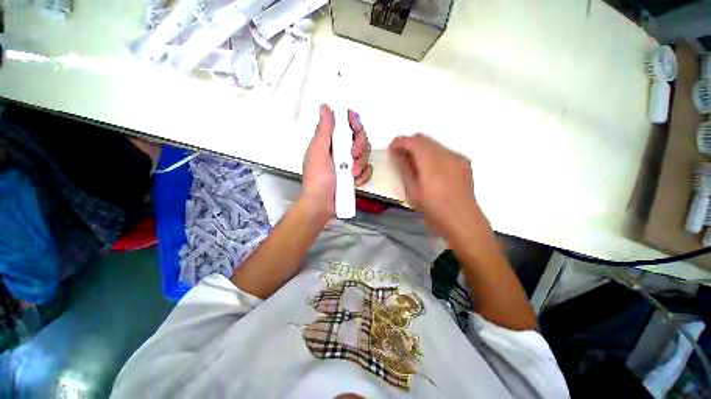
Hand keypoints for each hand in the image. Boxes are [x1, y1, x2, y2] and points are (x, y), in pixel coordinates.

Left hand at [302, 104, 372, 218]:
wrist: (321, 205)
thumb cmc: (317, 179)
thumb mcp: (318, 153)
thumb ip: (324, 131)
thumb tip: (325, 107)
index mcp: (330, 142)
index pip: (346, 125)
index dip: (353, 122)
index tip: (355, 126)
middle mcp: (341, 150)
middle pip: (360, 138)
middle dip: (360, 146)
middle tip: (352, 156)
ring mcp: (349, 164)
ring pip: (366, 154)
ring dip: (361, 164)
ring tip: (352, 174)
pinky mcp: (356, 176)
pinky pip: (368, 170)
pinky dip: (363, 176)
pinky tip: (355, 182)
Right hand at [389, 134, 481, 235]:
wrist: (464, 222)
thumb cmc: (435, 211)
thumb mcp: (413, 192)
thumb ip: (405, 169)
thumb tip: (397, 154)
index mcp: (432, 163)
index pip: (413, 141)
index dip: (399, 142)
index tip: (391, 149)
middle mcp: (447, 155)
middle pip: (424, 138)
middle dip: (409, 144)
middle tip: (400, 157)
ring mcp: (457, 158)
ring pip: (434, 143)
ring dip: (420, 149)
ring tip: (414, 165)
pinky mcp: (464, 162)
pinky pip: (443, 151)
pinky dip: (432, 154)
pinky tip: (430, 170)